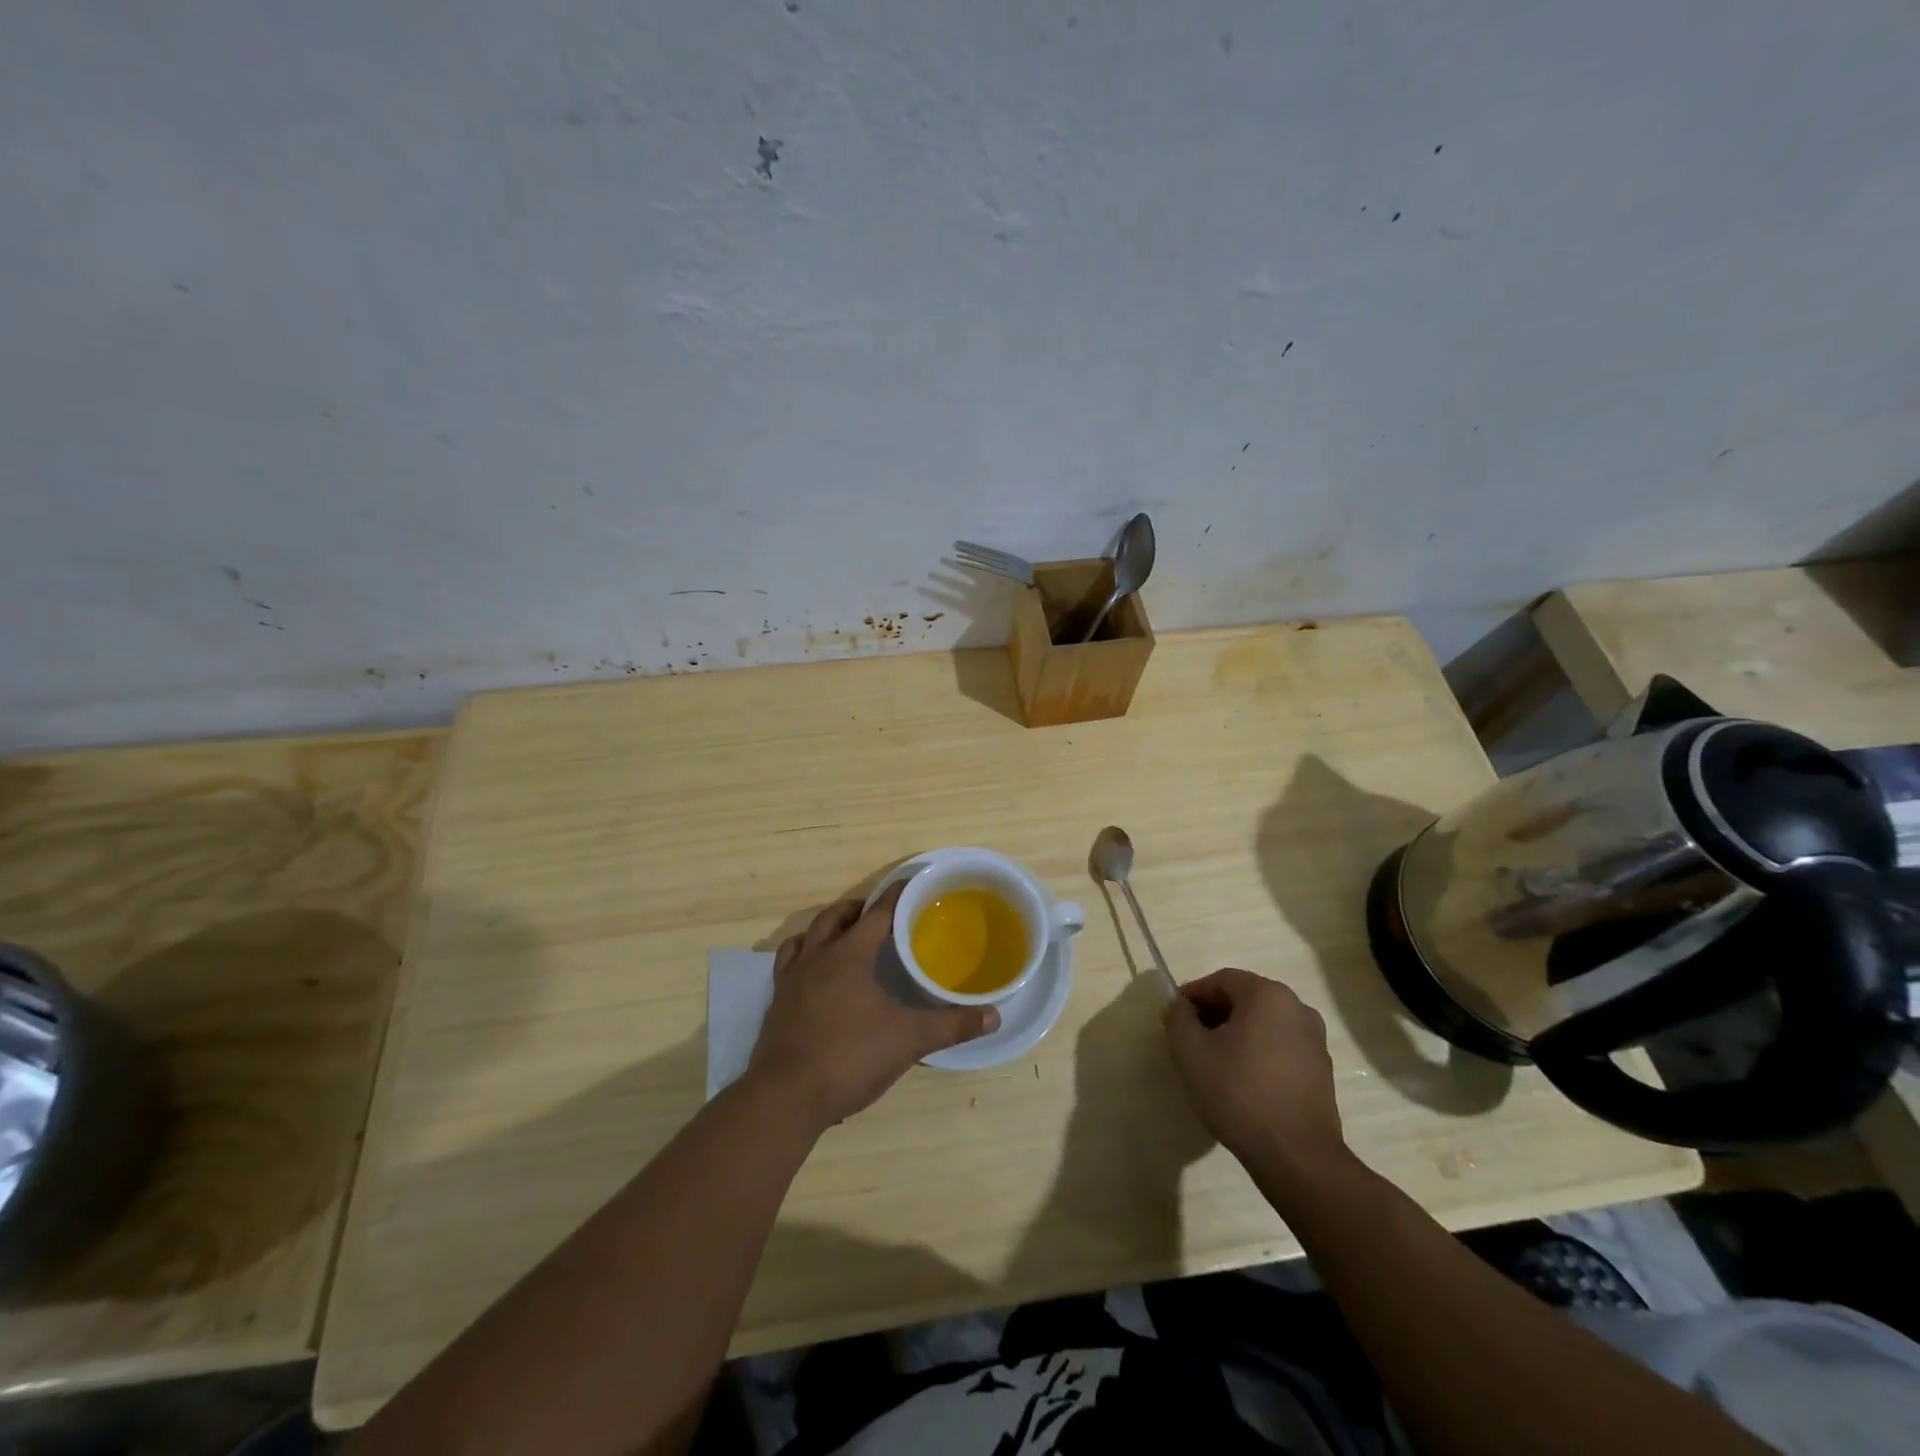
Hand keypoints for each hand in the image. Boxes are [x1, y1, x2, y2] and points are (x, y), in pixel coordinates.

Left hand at [747, 884, 1000, 1130]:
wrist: (786, 1097)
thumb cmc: (850, 1057)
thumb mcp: (909, 1040)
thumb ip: (951, 1025)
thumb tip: (994, 1016)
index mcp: (850, 955)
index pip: (877, 912)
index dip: (896, 896)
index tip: (912, 885)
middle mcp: (817, 957)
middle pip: (835, 917)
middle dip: (858, 910)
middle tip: (879, 915)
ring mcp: (791, 979)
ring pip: (807, 937)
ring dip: (827, 929)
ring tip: (844, 938)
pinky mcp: (777, 1003)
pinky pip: (788, 965)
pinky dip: (803, 957)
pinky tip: (815, 976)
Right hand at [1163, 968, 1348, 1187]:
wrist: (1296, 1156)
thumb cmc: (1238, 1092)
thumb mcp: (1190, 1050)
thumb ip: (1178, 1017)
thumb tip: (1182, 1007)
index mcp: (1268, 995)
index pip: (1222, 980)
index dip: (1194, 994)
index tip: (1175, 1017)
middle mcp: (1298, 1008)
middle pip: (1245, 999)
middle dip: (1214, 1014)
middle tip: (1191, 1039)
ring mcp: (1315, 1041)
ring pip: (1264, 1024)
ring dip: (1236, 1034)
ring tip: (1214, 1063)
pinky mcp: (1322, 1071)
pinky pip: (1280, 1048)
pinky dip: (1258, 1053)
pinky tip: (1242, 1082)